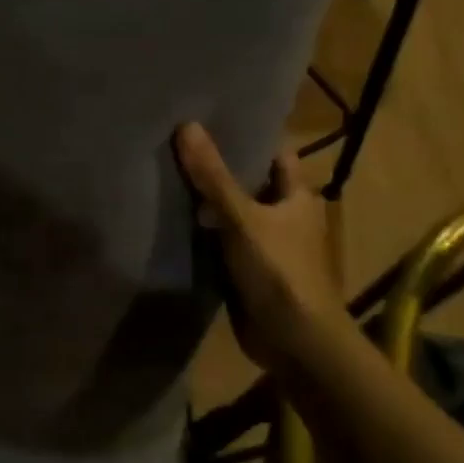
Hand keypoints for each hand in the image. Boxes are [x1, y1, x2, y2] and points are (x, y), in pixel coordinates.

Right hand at [174, 123, 344, 367]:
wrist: (295, 341)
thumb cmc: (280, 270)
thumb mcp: (242, 218)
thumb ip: (212, 176)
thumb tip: (187, 125)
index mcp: (298, 196)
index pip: (274, 154)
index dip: (248, 137)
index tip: (211, 120)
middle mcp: (286, 216)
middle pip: (249, 182)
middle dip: (218, 168)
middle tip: (177, 145)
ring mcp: (268, 245)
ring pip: (233, 213)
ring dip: (207, 202)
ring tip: (166, 175)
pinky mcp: (250, 271)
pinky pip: (222, 242)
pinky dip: (203, 233)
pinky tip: (173, 220)